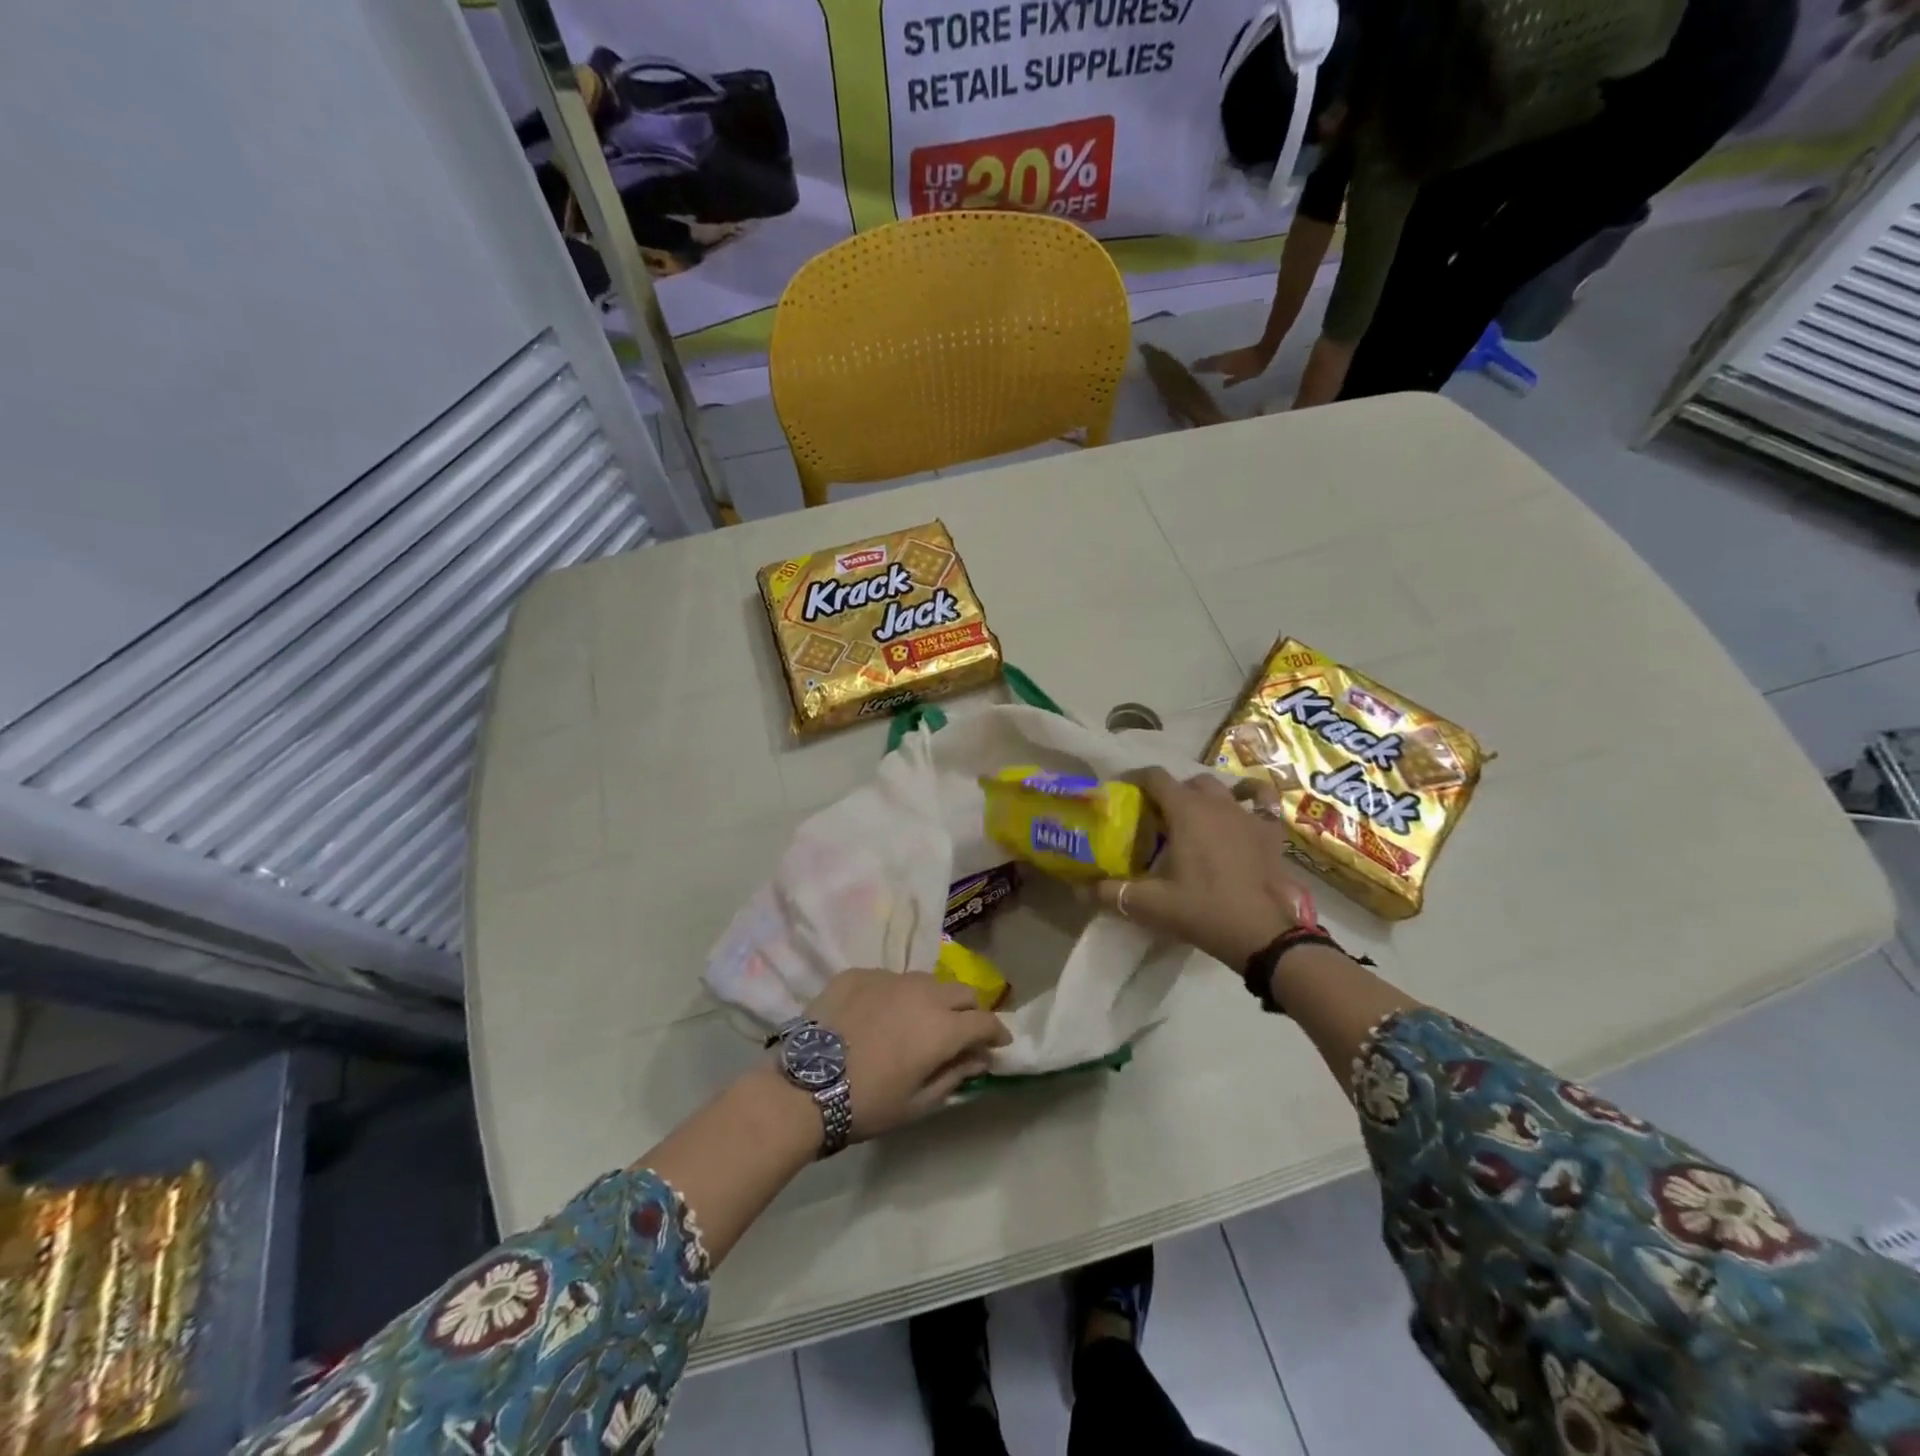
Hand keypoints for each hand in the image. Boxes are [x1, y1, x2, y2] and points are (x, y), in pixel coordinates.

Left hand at [801, 968, 1011, 1140]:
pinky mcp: (858, 973)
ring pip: (925, 980)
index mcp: (942, 1027)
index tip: (997, 1044)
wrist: (804, 1086)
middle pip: (961, 991)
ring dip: (932, 999)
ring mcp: (888, 977)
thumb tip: (980, 1058)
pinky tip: (877, 1016)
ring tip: (917, 1020)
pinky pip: (888, 978)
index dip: (997, 1032)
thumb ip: (955, 1076)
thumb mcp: (917, 1103)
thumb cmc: (867, 1103)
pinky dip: (893, 995)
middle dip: (969, 1010)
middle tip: (960, 1032)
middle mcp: (922, 992)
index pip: (985, 1021)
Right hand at [1093, 769, 1314, 969]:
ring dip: (1205, 796)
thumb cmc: (1202, 910)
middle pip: (1188, 782)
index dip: (1136, 779)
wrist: (1262, 933)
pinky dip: (1250, 798)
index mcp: (1186, 811)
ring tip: (1195, 816)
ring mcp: (1247, 814)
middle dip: (1171, 792)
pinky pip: (1262, 801)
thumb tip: (1080, 890)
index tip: (1124, 791)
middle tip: (1158, 816)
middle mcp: (1217, 803)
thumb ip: (1112, 893)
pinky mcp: (1271, 832)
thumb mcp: (1150, 904)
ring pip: (1222, 789)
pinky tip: (1244, 807)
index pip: (1155, 777)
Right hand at [1193, 343, 1274, 387]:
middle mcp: (1222, 359)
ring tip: (1199, 363)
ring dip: (1206, 361)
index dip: (1199, 368)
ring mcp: (1227, 355)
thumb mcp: (1242, 377)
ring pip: (1213, 359)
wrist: (1263, 352)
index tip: (1190, 368)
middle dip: (1200, 364)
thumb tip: (1223, 385)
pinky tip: (1213, 362)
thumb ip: (1231, 381)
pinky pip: (1219, 358)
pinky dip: (1214, 360)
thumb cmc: (1252, 367)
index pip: (1208, 367)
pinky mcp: (1232, 354)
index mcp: (1222, 365)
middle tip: (1191, 366)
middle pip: (1209, 361)